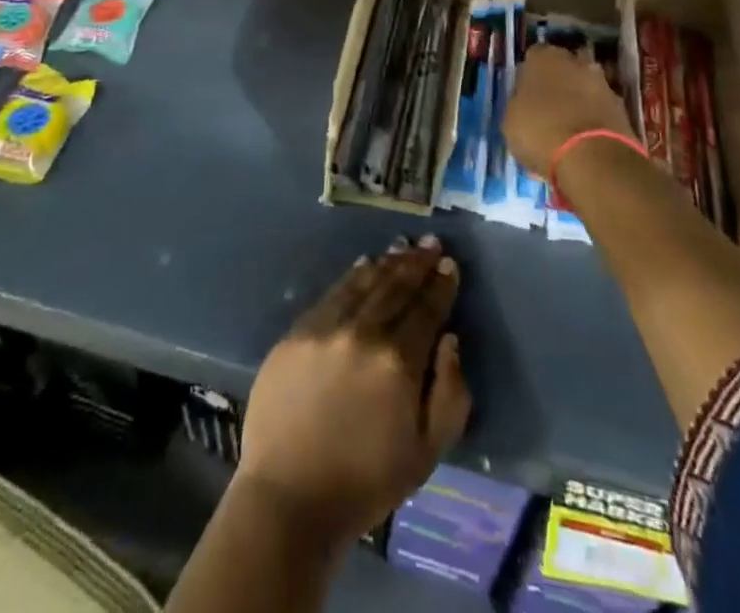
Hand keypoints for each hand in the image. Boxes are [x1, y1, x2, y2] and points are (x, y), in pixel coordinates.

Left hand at [235, 237, 470, 543]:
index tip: (449, 265)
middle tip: (430, 243)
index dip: (441, 285)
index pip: (426, 309)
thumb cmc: (366, 482)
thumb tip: (450, 340)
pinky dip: (353, 276)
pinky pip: (332, 292)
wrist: (290, 497)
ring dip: (387, 263)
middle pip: (396, 287)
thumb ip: (450, 393)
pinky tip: (364, 265)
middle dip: (417, 263)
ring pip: (365, 283)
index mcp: (398, 362)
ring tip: (402, 247)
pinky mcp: (298, 331)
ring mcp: (326, 328)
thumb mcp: (427, 452)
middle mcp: (363, 333)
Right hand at [503, 45, 634, 179]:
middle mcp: (575, 61)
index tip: (524, 94)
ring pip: (584, 88)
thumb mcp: (511, 119)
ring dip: (578, 101)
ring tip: (566, 128)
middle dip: (557, 83)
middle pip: (563, 68)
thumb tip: (526, 101)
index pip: (533, 57)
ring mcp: (603, 83)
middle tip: (546, 108)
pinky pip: (599, 109)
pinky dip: (593, 119)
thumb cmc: (540, 131)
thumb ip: (519, 103)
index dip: (528, 75)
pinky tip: (583, 140)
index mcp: (544, 57)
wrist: (593, 158)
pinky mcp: (622, 109)